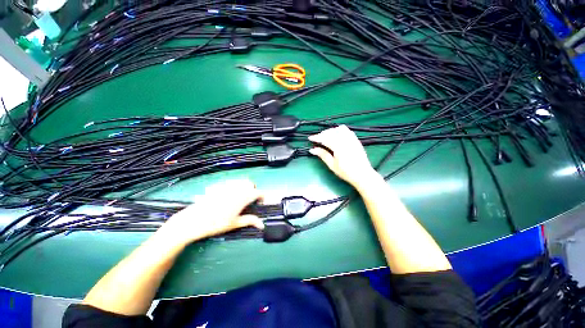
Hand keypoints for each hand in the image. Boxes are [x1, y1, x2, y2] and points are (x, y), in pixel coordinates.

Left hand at [158, 179, 263, 245]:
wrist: (193, 221)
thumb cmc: (216, 224)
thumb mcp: (235, 224)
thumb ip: (250, 221)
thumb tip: (262, 225)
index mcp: (243, 197)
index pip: (258, 192)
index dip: (262, 197)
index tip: (261, 203)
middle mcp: (236, 189)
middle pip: (250, 183)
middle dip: (253, 190)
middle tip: (250, 200)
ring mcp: (226, 186)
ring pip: (240, 181)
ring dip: (244, 187)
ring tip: (240, 197)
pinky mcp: (218, 186)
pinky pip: (230, 182)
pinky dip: (234, 186)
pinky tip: (228, 195)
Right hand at [309, 125, 378, 188]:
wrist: (363, 175)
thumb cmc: (346, 172)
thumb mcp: (332, 165)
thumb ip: (322, 155)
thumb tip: (312, 149)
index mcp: (338, 147)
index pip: (325, 138)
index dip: (316, 137)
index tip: (310, 138)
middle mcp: (345, 140)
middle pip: (331, 132)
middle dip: (322, 134)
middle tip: (317, 139)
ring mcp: (352, 139)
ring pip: (339, 129)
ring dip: (331, 131)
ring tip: (326, 137)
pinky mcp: (356, 140)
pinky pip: (347, 130)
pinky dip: (339, 130)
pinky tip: (336, 136)